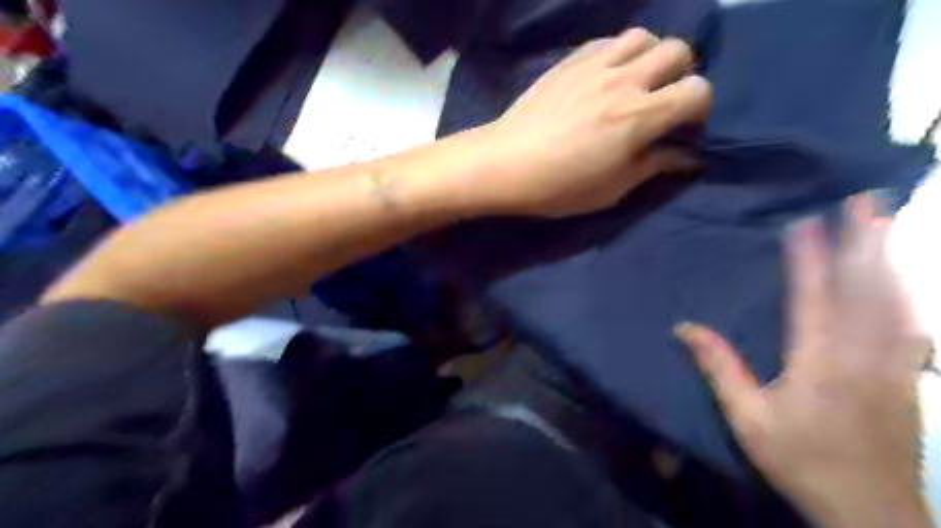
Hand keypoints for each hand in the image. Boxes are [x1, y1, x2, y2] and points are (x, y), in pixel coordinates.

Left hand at [481, 27, 709, 215]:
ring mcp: (594, 65)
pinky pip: (607, 41)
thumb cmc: (559, 186)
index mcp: (639, 115)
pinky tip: (606, 76)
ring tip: (636, 82)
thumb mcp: (612, 189)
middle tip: (662, 102)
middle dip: (681, 75)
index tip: (684, 128)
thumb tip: (686, 156)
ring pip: (644, 36)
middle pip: (679, 50)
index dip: (700, 109)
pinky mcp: (569, 62)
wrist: (505, 164)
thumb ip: (653, 166)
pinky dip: (618, 53)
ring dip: (651, 56)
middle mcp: (623, 80)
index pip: (698, 90)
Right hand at [676, 195, 932, 526]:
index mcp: (819, 362)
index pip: (813, 298)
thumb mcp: (747, 418)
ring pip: (897, 301)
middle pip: (866, 289)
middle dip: (865, 241)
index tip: (804, 222)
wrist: (871, 512)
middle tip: (867, 200)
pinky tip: (906, 279)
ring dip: (890, 259)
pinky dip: (909, 294)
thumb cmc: (800, 460)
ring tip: (889, 224)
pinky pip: (914, 325)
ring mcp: (895, 365)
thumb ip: (720, 369)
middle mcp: (862, 354)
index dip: (807, 258)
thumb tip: (684, 327)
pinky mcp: (910, 378)